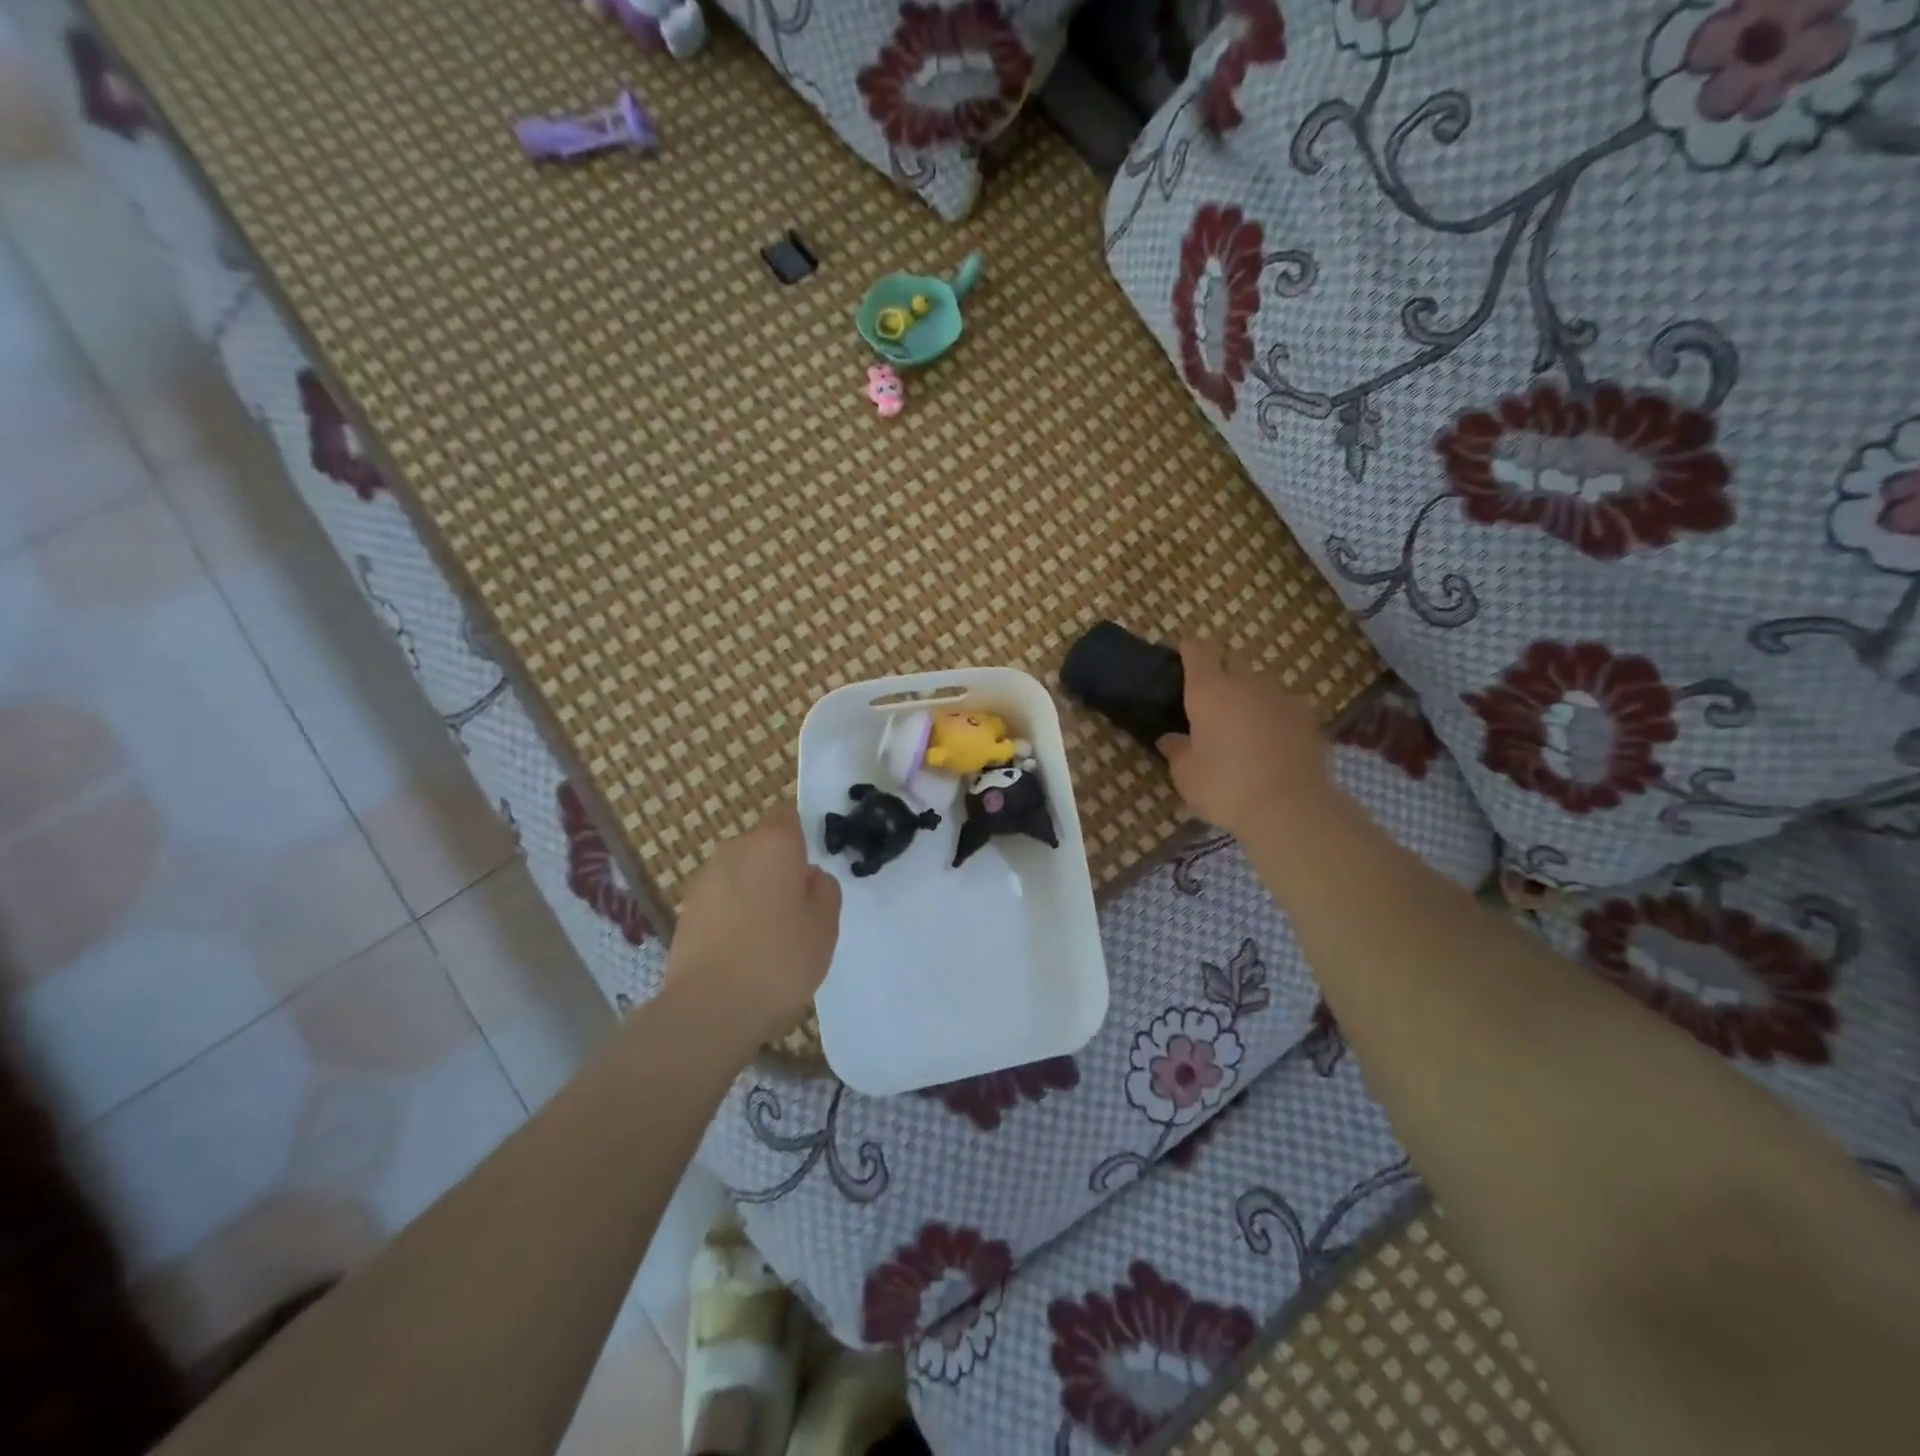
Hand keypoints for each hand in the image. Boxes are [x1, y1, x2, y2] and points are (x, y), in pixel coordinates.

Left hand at [665, 805, 841, 1049]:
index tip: (815, 864)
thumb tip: (807, 877)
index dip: (803, 835)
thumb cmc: (780, 959)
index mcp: (773, 843)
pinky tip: (743, 949)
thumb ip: (823, 888)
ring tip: (770, 934)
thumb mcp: (826, 923)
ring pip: (740, 873)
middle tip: (799, 907)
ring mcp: (704, 879)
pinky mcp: (685, 910)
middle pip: (763, 846)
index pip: (789, 815)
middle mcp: (734, 849)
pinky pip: (721, 900)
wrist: (711, 1009)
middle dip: (779, 867)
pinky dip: (733, 914)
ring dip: (755, 892)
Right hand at [1157, 640, 1332, 839]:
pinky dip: (1273, 715)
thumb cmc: (1225, 786)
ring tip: (1241, 722)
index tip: (1182, 655)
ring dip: (1248, 695)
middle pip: (1231, 661)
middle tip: (1208, 696)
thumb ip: (1176, 750)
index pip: (1197, 651)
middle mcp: (1246, 683)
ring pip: (1260, 684)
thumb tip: (1170, 739)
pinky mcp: (1308, 717)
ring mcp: (1281, 697)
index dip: (1189, 650)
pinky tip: (1270, 739)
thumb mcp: (1186, 775)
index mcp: (1209, 690)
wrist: (1290, 807)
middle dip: (1219, 670)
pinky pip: (1283, 706)